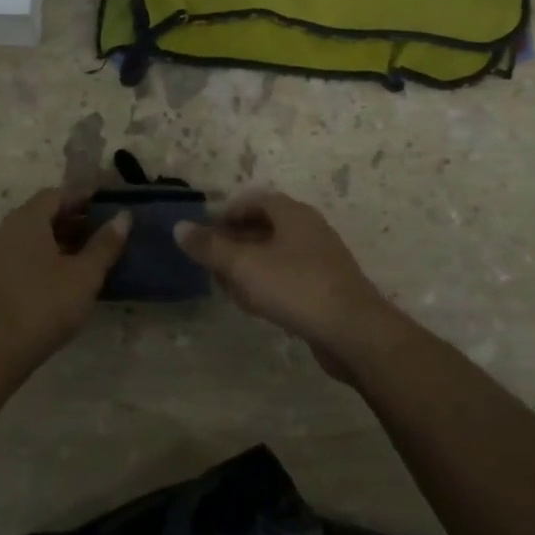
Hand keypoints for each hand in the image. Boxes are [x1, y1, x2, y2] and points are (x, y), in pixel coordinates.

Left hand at [0, 189, 128, 376]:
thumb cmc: (43, 305)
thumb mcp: (84, 275)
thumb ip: (105, 244)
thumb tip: (123, 216)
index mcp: (27, 219)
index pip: (57, 194)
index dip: (84, 197)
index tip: (107, 204)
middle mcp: (6, 229)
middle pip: (43, 213)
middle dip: (73, 218)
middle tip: (102, 231)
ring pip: (31, 236)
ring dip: (59, 239)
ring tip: (87, 255)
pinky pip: (21, 255)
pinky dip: (44, 257)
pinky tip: (62, 277)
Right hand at [175, 192, 399, 363]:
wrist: (355, 332)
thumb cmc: (296, 288)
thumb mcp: (244, 265)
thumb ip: (209, 247)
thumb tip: (178, 227)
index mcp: (292, 213)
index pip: (252, 201)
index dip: (225, 215)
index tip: (203, 235)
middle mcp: (308, 229)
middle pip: (263, 227)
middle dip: (233, 244)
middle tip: (210, 264)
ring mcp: (320, 259)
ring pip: (274, 255)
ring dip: (248, 267)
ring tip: (227, 288)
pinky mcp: (326, 288)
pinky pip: (288, 278)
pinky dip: (267, 285)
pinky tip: (255, 306)